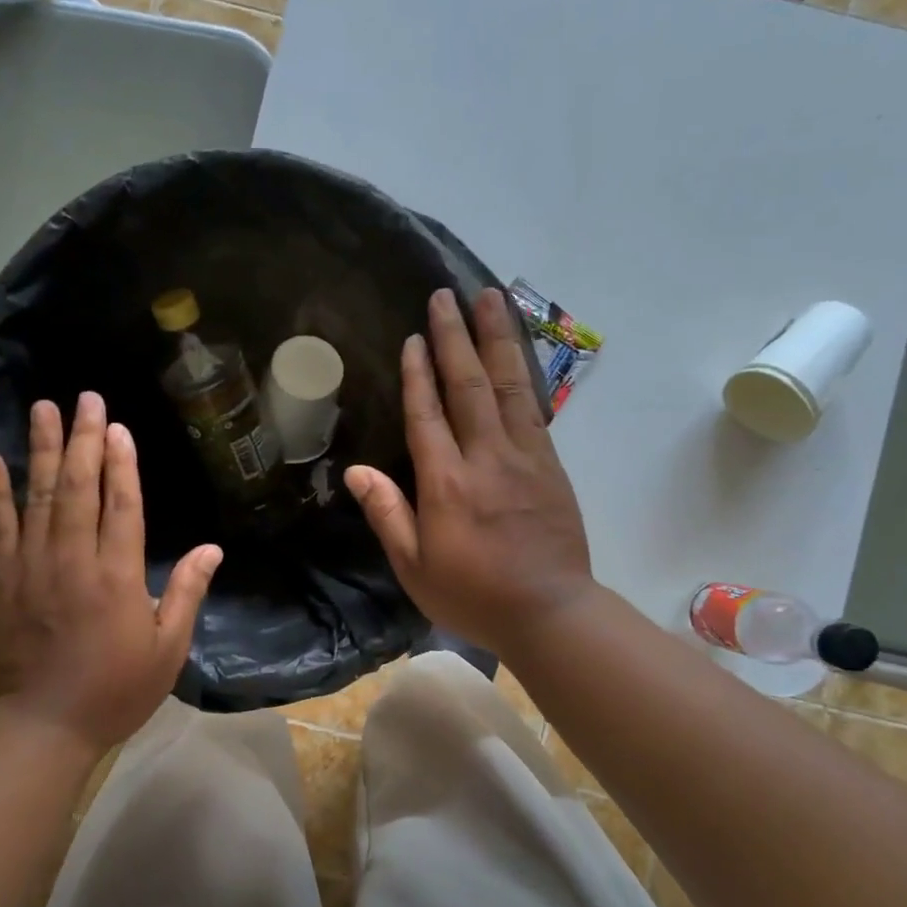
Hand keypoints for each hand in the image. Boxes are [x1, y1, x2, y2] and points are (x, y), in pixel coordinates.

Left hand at [0, 393, 221, 754]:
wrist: (42, 725)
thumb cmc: (114, 690)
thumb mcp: (166, 649)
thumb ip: (186, 594)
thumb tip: (213, 549)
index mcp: (117, 576)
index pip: (122, 505)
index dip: (122, 463)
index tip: (119, 427)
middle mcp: (73, 559)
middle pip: (80, 487)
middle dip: (85, 439)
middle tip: (87, 398)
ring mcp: (31, 565)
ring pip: (39, 495)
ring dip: (43, 449)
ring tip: (44, 408)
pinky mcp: (1, 577)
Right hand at [346, 287, 594, 656]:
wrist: (550, 612)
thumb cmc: (473, 594)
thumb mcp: (414, 567)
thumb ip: (387, 514)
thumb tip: (356, 471)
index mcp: (447, 483)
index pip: (427, 415)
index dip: (418, 373)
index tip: (413, 337)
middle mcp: (486, 458)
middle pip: (468, 385)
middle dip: (455, 337)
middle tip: (447, 295)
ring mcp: (525, 456)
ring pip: (508, 385)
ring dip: (496, 338)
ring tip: (490, 298)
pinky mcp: (551, 464)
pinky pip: (533, 407)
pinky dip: (522, 372)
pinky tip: (516, 352)